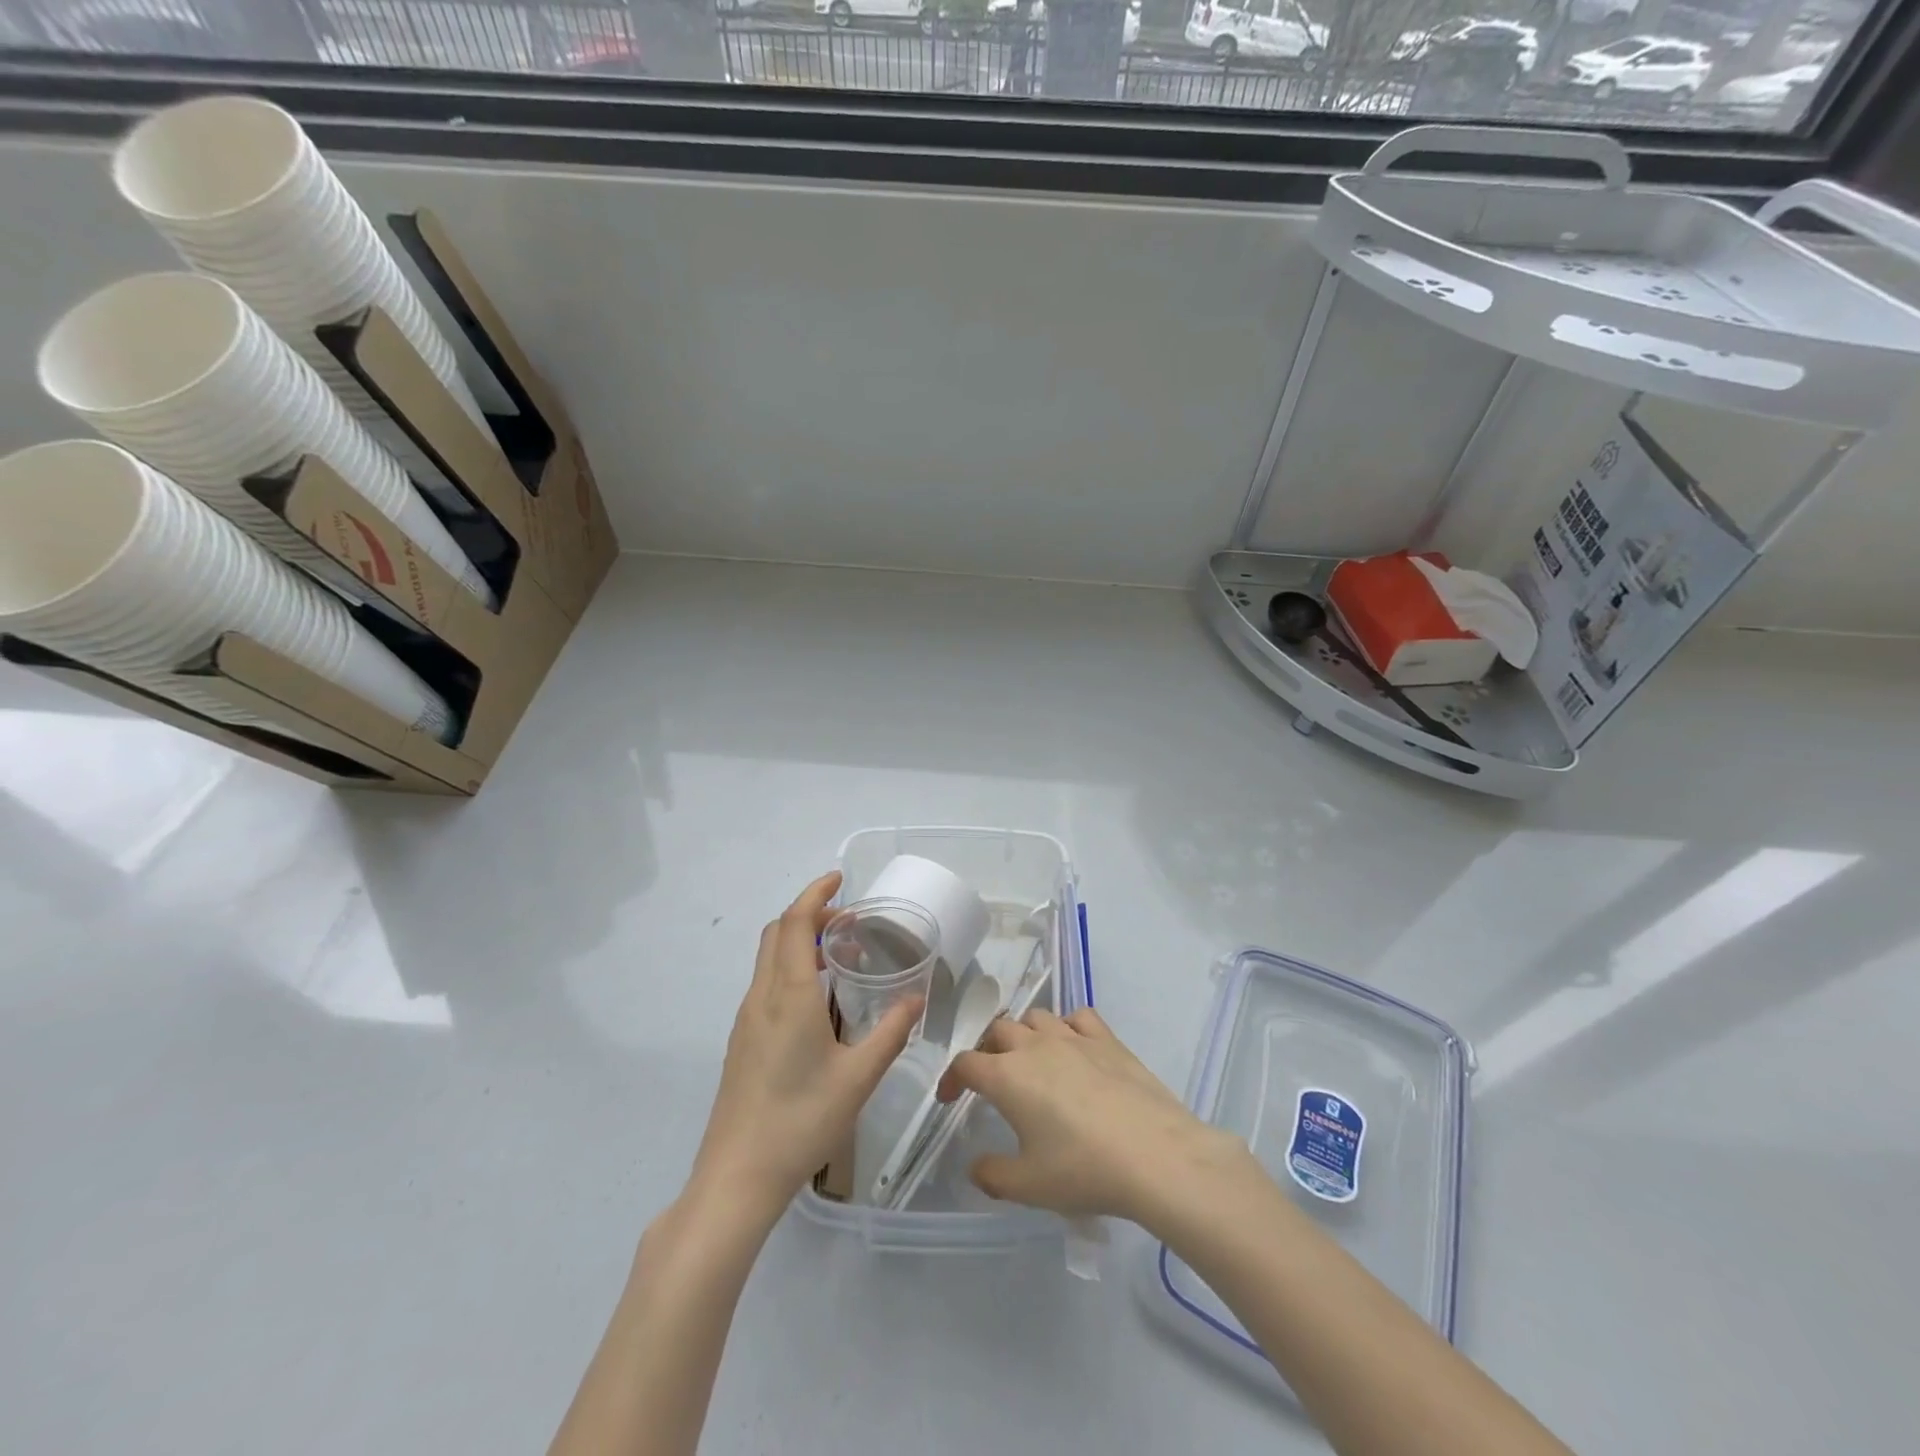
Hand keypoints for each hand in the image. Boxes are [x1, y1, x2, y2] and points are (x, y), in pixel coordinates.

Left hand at [692, 871, 921, 1218]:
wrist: (737, 1177)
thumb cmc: (801, 1121)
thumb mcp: (858, 1077)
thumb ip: (890, 1032)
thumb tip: (916, 997)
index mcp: (788, 995)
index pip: (793, 923)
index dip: (814, 894)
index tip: (839, 880)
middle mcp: (761, 997)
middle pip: (777, 933)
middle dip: (810, 915)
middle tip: (850, 921)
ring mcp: (746, 1019)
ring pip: (769, 959)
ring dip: (800, 942)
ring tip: (841, 957)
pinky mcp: (742, 1040)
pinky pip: (766, 984)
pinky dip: (791, 969)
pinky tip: (819, 1001)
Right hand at [936, 1006, 1248, 1227]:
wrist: (1154, 1154)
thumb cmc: (1083, 1169)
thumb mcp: (1029, 1186)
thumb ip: (993, 1175)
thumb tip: (976, 1166)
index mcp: (1006, 1076)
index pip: (965, 1063)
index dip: (951, 1079)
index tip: (950, 1098)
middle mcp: (1033, 1046)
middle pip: (997, 1030)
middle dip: (986, 1050)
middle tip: (991, 1077)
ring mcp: (1072, 1037)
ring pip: (1035, 1017)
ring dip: (1024, 1033)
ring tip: (1030, 1058)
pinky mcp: (1106, 1038)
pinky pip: (1077, 1018)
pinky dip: (1066, 1027)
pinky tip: (1073, 1048)